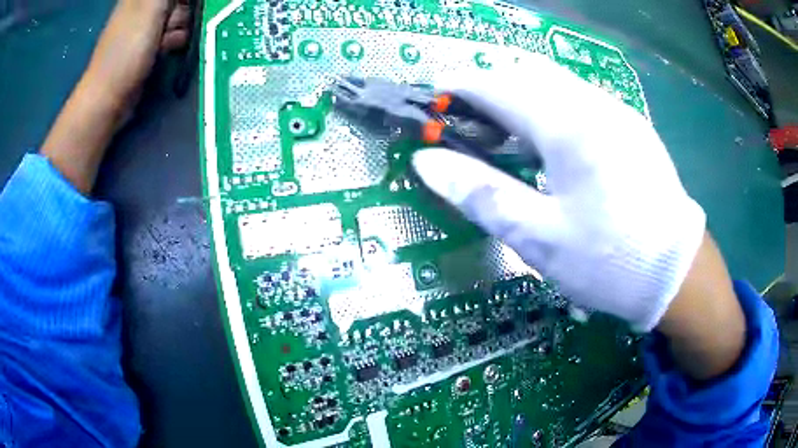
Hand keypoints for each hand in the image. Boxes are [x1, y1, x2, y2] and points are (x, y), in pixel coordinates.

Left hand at [41, 0, 190, 193]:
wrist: (108, 98)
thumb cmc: (127, 50)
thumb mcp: (151, 8)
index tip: (184, 6)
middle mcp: (142, 5)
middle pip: (175, 0)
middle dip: (182, 7)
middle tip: (173, 21)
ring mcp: (144, 25)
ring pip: (176, 12)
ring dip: (181, 22)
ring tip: (170, 37)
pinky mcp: (146, 44)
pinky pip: (169, 31)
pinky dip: (174, 36)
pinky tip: (171, 46)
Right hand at [412, 54, 706, 331]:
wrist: (677, 274)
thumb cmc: (609, 261)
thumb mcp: (538, 238)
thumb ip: (481, 194)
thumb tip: (426, 163)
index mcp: (568, 125)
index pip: (498, 85)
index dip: (459, 86)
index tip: (432, 95)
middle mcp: (594, 104)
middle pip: (527, 72)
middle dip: (489, 85)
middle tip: (465, 118)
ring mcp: (618, 112)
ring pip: (556, 82)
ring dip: (520, 93)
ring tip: (502, 130)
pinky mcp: (631, 127)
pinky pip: (579, 98)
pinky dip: (549, 105)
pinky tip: (549, 141)